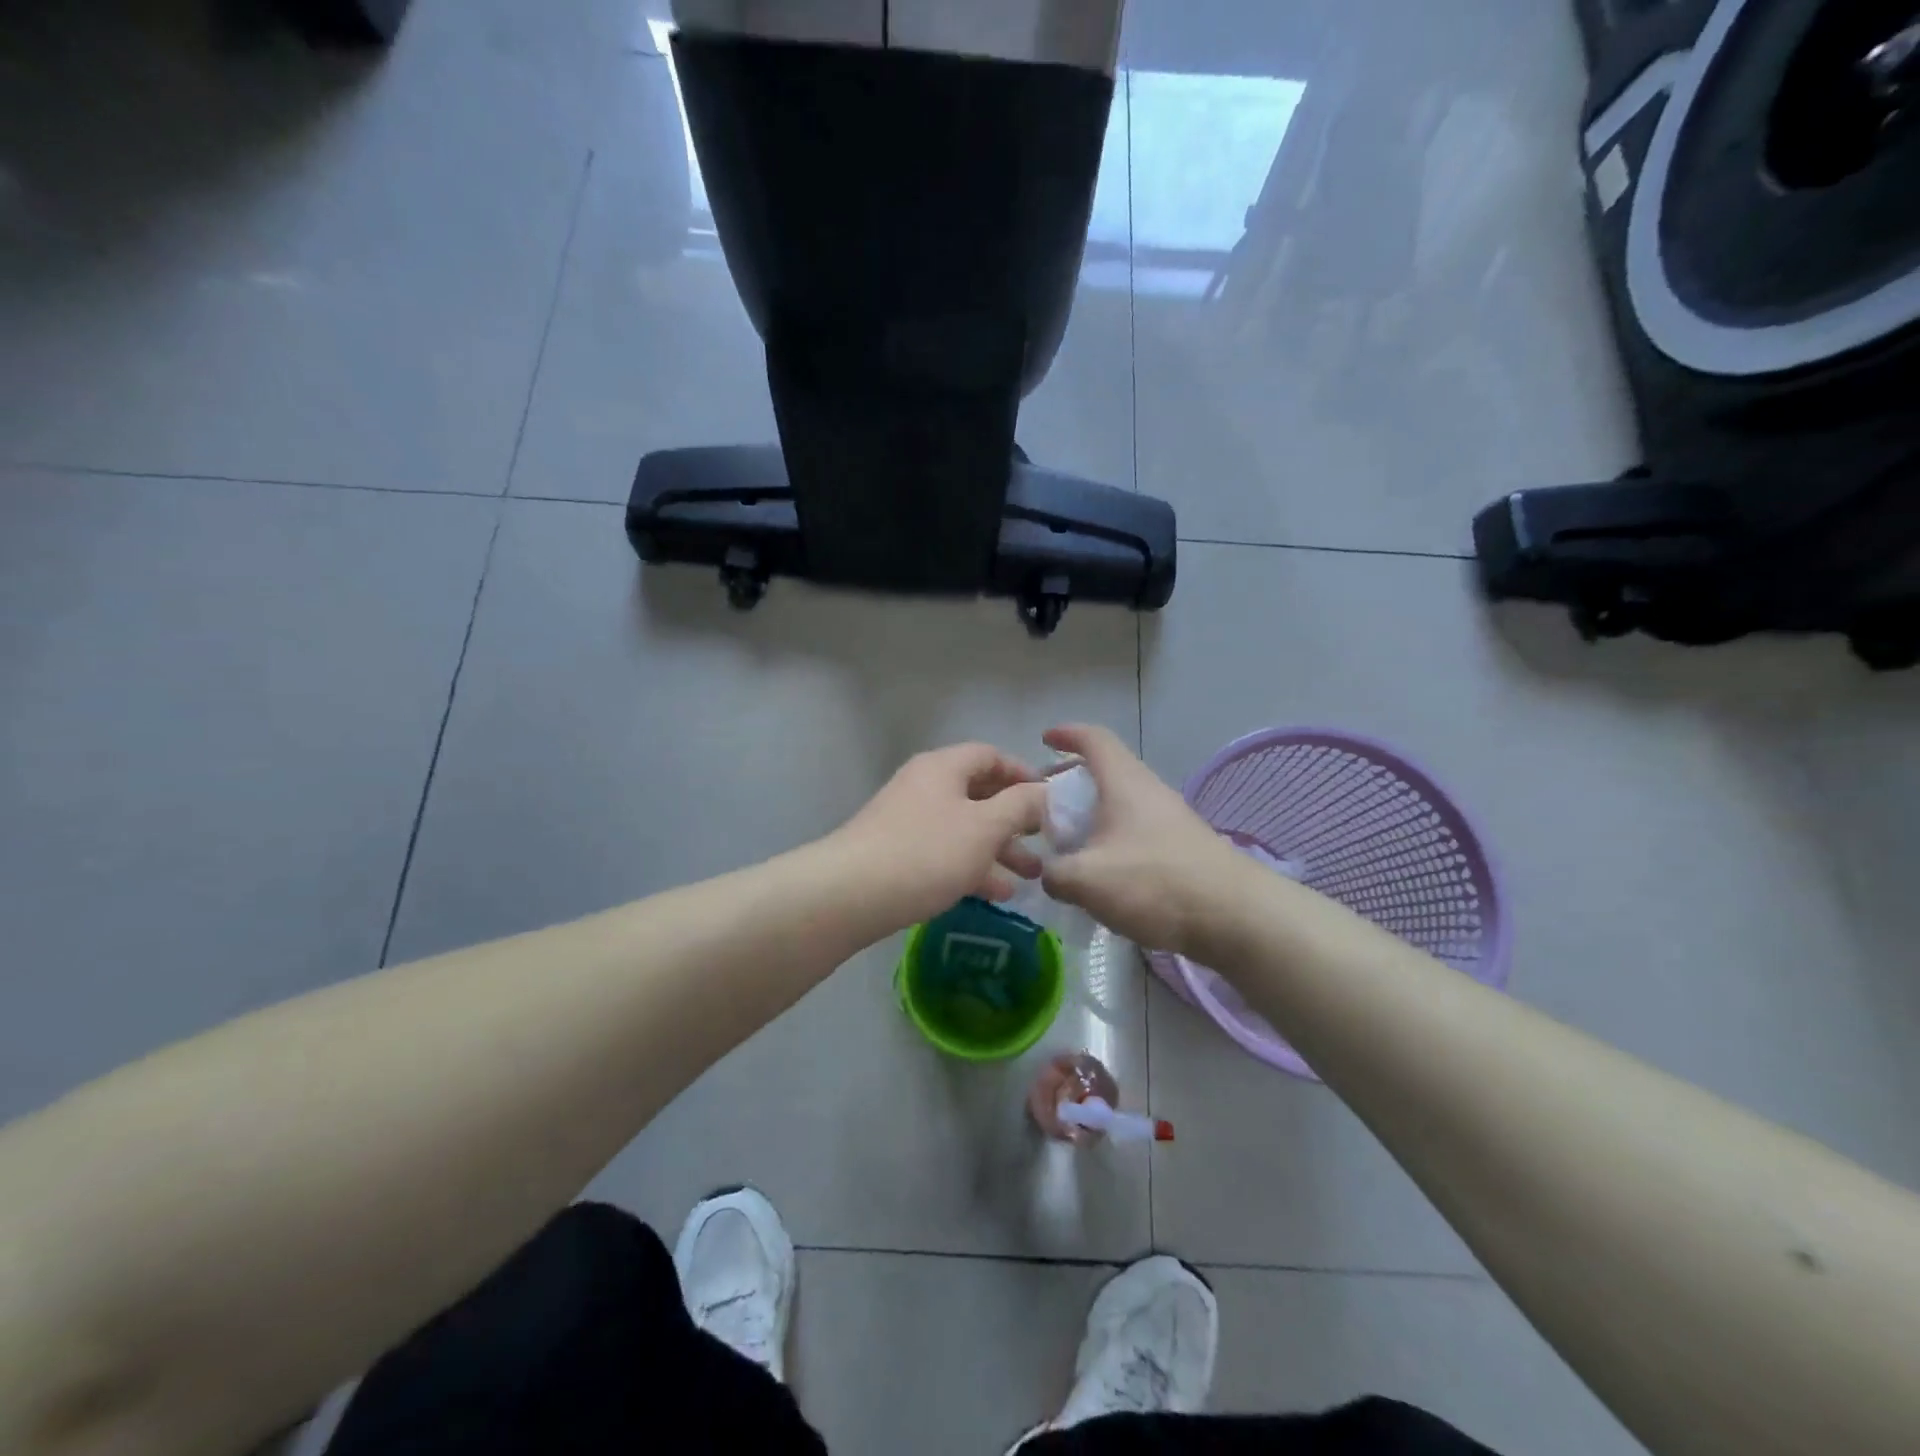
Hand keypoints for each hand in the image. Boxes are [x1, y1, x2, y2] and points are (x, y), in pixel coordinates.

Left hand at [826, 743, 1048, 931]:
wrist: (851, 894)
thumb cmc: (927, 852)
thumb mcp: (985, 827)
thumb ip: (1021, 806)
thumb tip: (1045, 792)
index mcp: (943, 767)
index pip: (990, 755)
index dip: (1023, 773)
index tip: (1050, 799)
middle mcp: (925, 786)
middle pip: (979, 794)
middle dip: (1016, 820)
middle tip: (1047, 842)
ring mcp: (909, 820)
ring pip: (965, 828)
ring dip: (999, 849)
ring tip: (1031, 877)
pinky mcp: (899, 853)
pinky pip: (945, 852)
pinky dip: (973, 867)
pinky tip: (998, 894)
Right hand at [1039, 724, 1247, 956]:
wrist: (1235, 916)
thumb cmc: (1154, 882)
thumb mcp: (1086, 880)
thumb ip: (1054, 873)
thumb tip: (1050, 874)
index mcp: (1124, 782)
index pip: (1094, 739)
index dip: (1068, 734)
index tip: (1045, 738)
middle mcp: (1149, 792)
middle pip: (1107, 772)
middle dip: (1074, 783)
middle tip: (1047, 804)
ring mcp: (1171, 820)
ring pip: (1122, 805)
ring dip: (1093, 817)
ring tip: (1070, 845)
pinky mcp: (1183, 849)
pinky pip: (1137, 832)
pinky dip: (1113, 841)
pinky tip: (1103, 875)